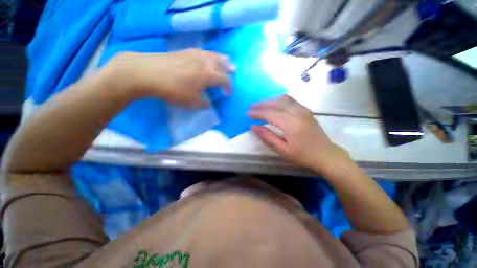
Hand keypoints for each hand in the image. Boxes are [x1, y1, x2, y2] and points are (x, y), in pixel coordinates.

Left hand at [105, 49, 234, 107]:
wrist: (149, 72)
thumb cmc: (174, 89)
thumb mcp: (192, 102)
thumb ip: (203, 103)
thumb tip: (208, 104)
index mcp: (209, 75)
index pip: (225, 80)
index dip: (229, 88)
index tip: (227, 95)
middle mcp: (206, 62)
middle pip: (222, 64)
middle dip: (228, 69)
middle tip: (233, 71)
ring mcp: (195, 54)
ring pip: (213, 55)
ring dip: (221, 58)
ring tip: (226, 60)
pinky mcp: (186, 51)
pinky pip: (203, 51)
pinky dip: (210, 54)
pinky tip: (208, 56)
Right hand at [248, 95, 349, 171]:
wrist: (326, 154)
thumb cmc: (303, 155)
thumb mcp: (282, 150)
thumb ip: (267, 137)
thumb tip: (253, 127)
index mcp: (291, 124)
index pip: (269, 114)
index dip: (257, 113)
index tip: (248, 114)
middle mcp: (297, 113)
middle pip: (275, 103)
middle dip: (261, 104)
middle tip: (251, 107)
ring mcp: (303, 110)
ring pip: (283, 99)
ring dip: (269, 100)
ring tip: (260, 104)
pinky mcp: (306, 110)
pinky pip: (290, 100)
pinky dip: (279, 100)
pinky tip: (274, 103)